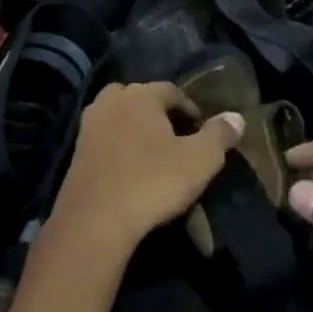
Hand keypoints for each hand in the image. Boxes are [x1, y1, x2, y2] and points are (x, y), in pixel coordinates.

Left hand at [52, 83, 244, 262]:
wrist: (95, 221)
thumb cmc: (152, 182)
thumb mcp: (200, 160)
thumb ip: (219, 135)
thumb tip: (237, 117)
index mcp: (141, 95)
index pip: (171, 90)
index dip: (190, 109)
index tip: (202, 131)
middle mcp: (111, 102)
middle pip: (140, 98)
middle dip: (158, 113)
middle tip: (175, 138)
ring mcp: (88, 126)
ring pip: (118, 117)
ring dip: (135, 129)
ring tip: (152, 154)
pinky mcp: (75, 153)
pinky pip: (104, 139)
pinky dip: (118, 147)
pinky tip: (129, 169)